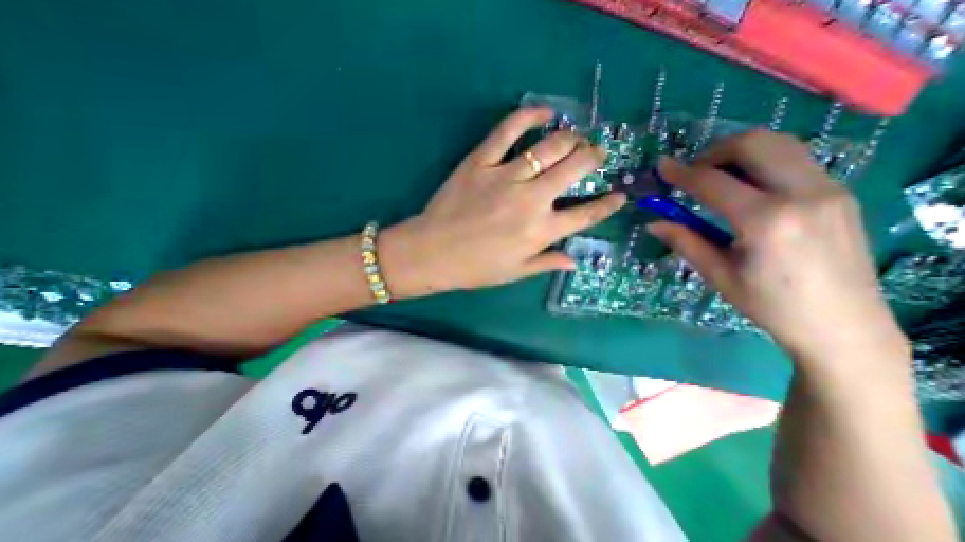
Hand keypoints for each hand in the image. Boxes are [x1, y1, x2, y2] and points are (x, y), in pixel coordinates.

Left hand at [380, 105, 629, 298]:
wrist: (432, 253)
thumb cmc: (475, 268)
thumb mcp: (515, 272)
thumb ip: (547, 262)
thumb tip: (575, 261)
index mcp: (541, 232)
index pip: (586, 215)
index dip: (608, 204)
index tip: (621, 194)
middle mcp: (531, 200)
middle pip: (575, 168)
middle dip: (593, 157)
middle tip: (596, 154)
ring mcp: (506, 176)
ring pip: (550, 146)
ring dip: (570, 139)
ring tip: (575, 139)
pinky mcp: (481, 161)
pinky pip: (507, 130)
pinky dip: (529, 115)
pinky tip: (544, 112)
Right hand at [647, 128, 905, 364]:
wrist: (843, 325)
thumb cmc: (770, 304)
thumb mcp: (718, 274)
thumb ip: (685, 241)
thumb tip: (653, 223)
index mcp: (767, 221)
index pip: (714, 183)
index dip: (682, 173)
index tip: (661, 167)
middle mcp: (803, 194)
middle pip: (754, 144)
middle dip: (713, 152)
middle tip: (692, 173)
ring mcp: (829, 189)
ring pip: (779, 144)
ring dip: (739, 153)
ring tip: (715, 176)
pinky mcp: (839, 193)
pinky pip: (794, 160)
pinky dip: (761, 162)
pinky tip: (746, 187)